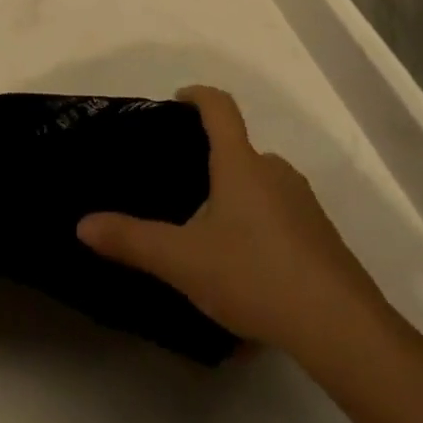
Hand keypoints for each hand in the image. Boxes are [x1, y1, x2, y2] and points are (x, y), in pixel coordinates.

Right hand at [77, 86, 389, 359]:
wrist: (341, 328)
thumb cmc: (254, 274)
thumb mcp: (183, 260)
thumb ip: (132, 240)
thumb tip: (82, 224)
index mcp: (240, 163)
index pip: (219, 107)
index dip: (197, 95)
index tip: (178, 99)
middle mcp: (275, 171)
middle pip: (240, 148)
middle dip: (212, 159)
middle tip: (182, 187)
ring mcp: (304, 204)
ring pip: (262, 184)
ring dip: (237, 195)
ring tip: (211, 232)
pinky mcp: (322, 237)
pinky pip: (283, 215)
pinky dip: (261, 226)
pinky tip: (248, 268)